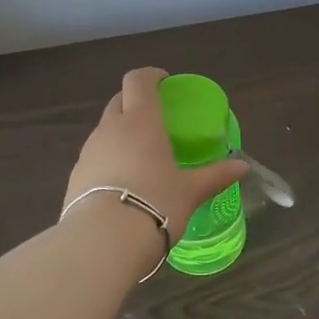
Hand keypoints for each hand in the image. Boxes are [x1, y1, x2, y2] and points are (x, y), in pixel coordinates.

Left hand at [65, 68, 247, 244]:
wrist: (102, 242)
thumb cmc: (155, 204)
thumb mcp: (191, 192)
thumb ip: (216, 176)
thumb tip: (243, 167)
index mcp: (141, 122)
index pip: (138, 80)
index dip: (151, 76)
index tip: (165, 83)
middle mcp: (110, 129)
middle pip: (119, 100)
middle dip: (136, 102)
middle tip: (156, 119)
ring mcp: (88, 151)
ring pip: (105, 129)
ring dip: (121, 132)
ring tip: (141, 155)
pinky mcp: (75, 176)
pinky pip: (95, 156)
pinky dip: (109, 158)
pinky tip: (122, 183)